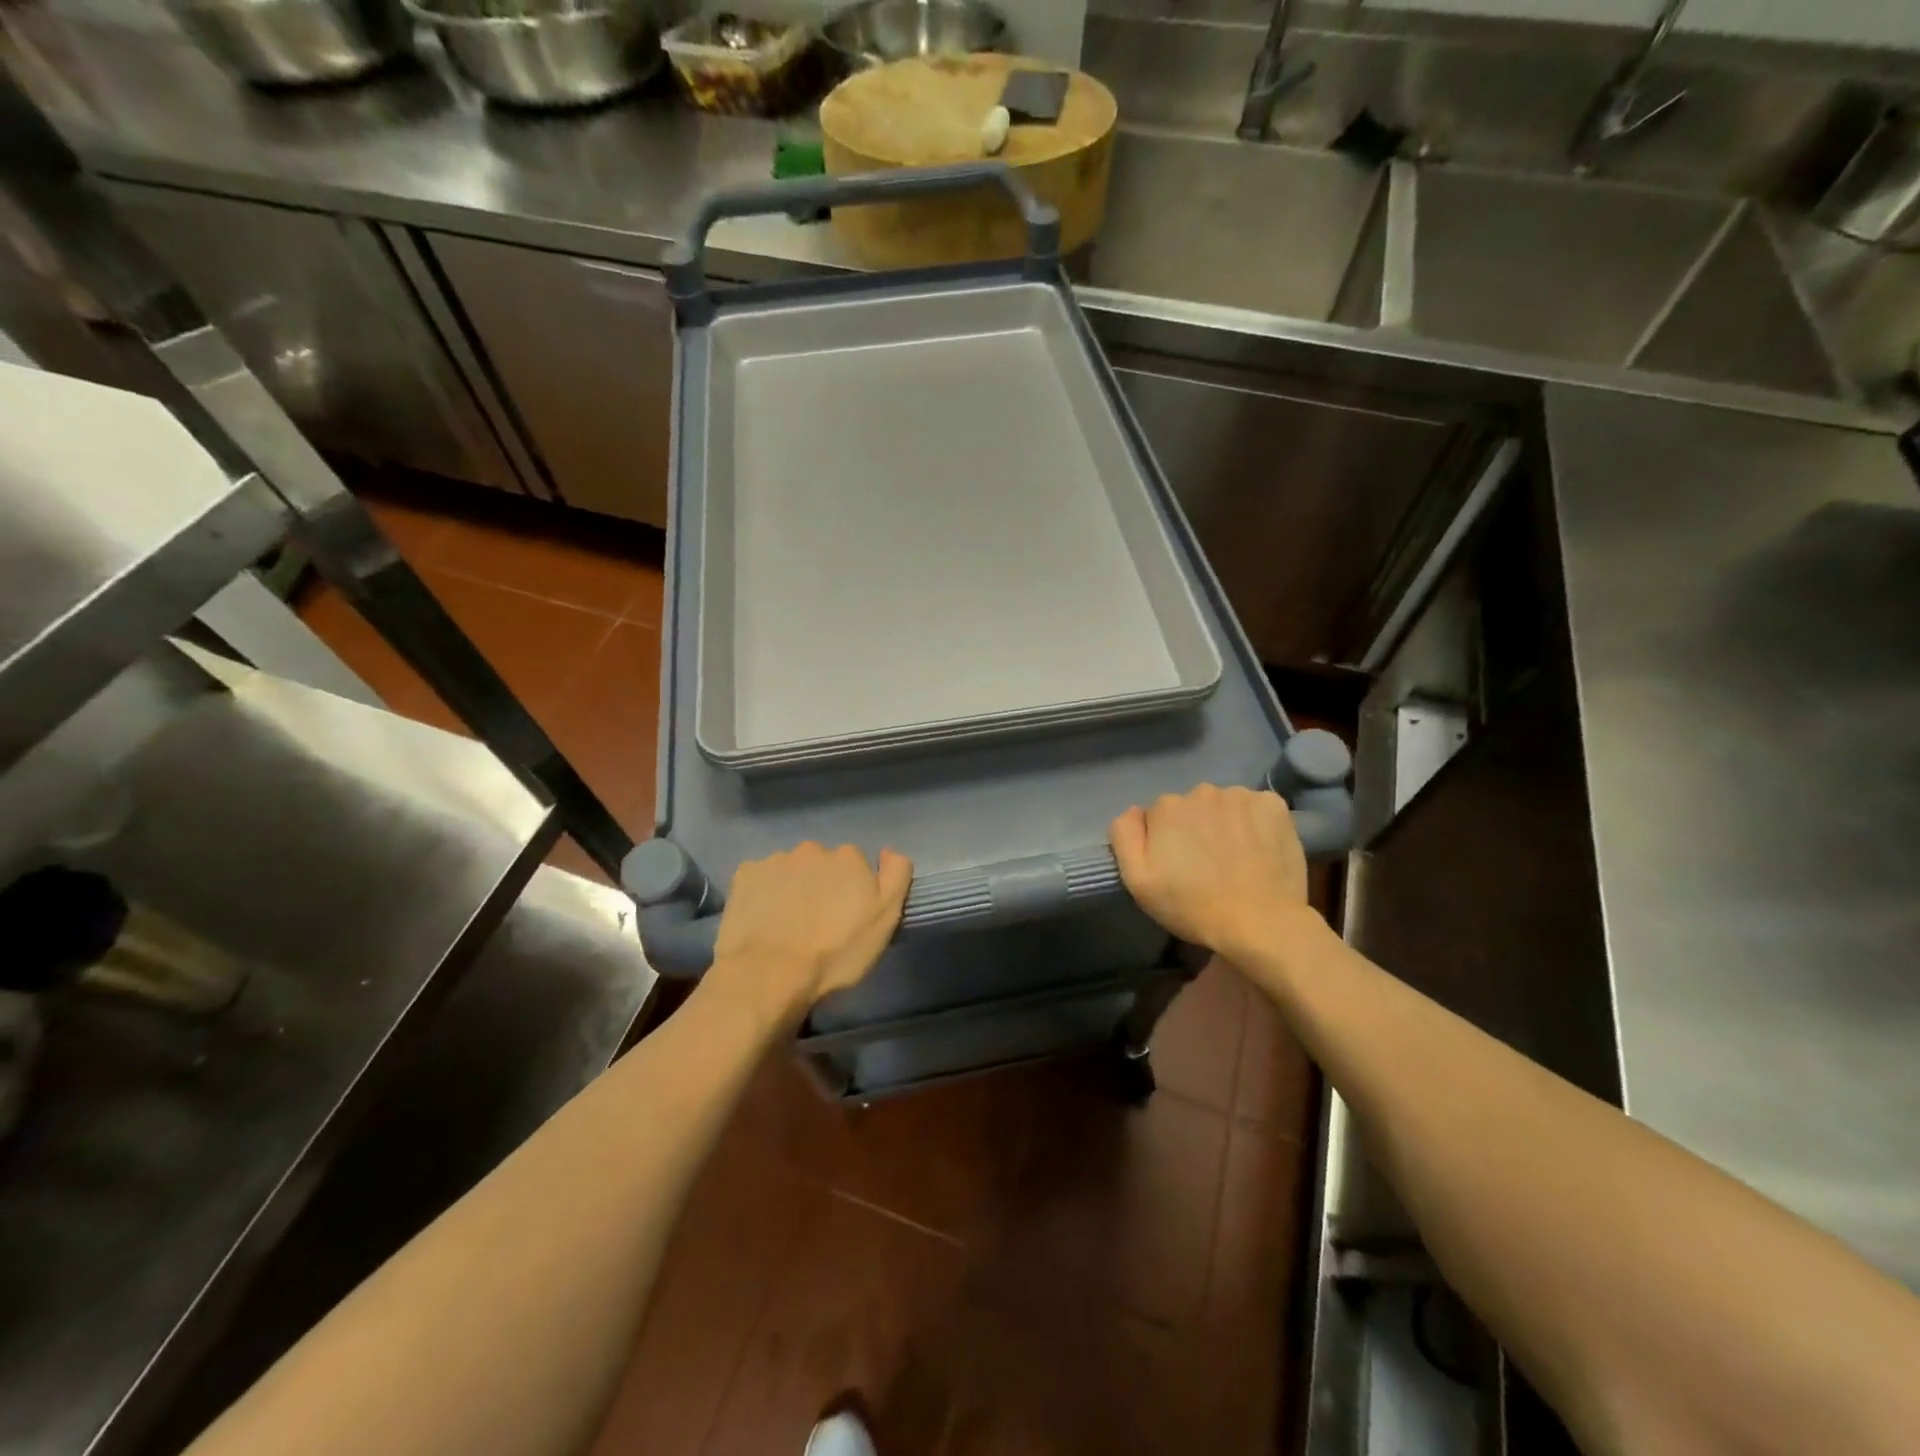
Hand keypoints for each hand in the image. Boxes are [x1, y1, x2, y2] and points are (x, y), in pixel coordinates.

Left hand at [709, 842, 911, 1025]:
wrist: (770, 973)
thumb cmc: (835, 953)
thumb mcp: (884, 920)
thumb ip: (896, 877)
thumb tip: (889, 852)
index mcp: (848, 858)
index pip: (857, 865)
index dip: (854, 890)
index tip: (847, 916)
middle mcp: (813, 850)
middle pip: (823, 864)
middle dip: (822, 884)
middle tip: (818, 922)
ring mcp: (776, 860)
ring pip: (791, 869)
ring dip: (793, 887)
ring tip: (788, 923)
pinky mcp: (745, 875)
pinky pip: (761, 878)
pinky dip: (764, 892)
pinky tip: (763, 918)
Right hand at [1109, 785, 1310, 963]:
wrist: (1260, 923)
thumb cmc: (1192, 906)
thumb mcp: (1138, 881)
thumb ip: (1125, 836)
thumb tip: (1135, 811)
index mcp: (1167, 807)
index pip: (1159, 815)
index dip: (1165, 841)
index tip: (1176, 866)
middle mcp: (1202, 791)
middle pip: (1192, 807)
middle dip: (1195, 828)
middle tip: (1206, 864)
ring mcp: (1241, 796)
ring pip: (1225, 805)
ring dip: (1225, 823)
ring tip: (1235, 858)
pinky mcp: (1274, 806)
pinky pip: (1256, 807)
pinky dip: (1256, 822)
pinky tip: (1259, 848)